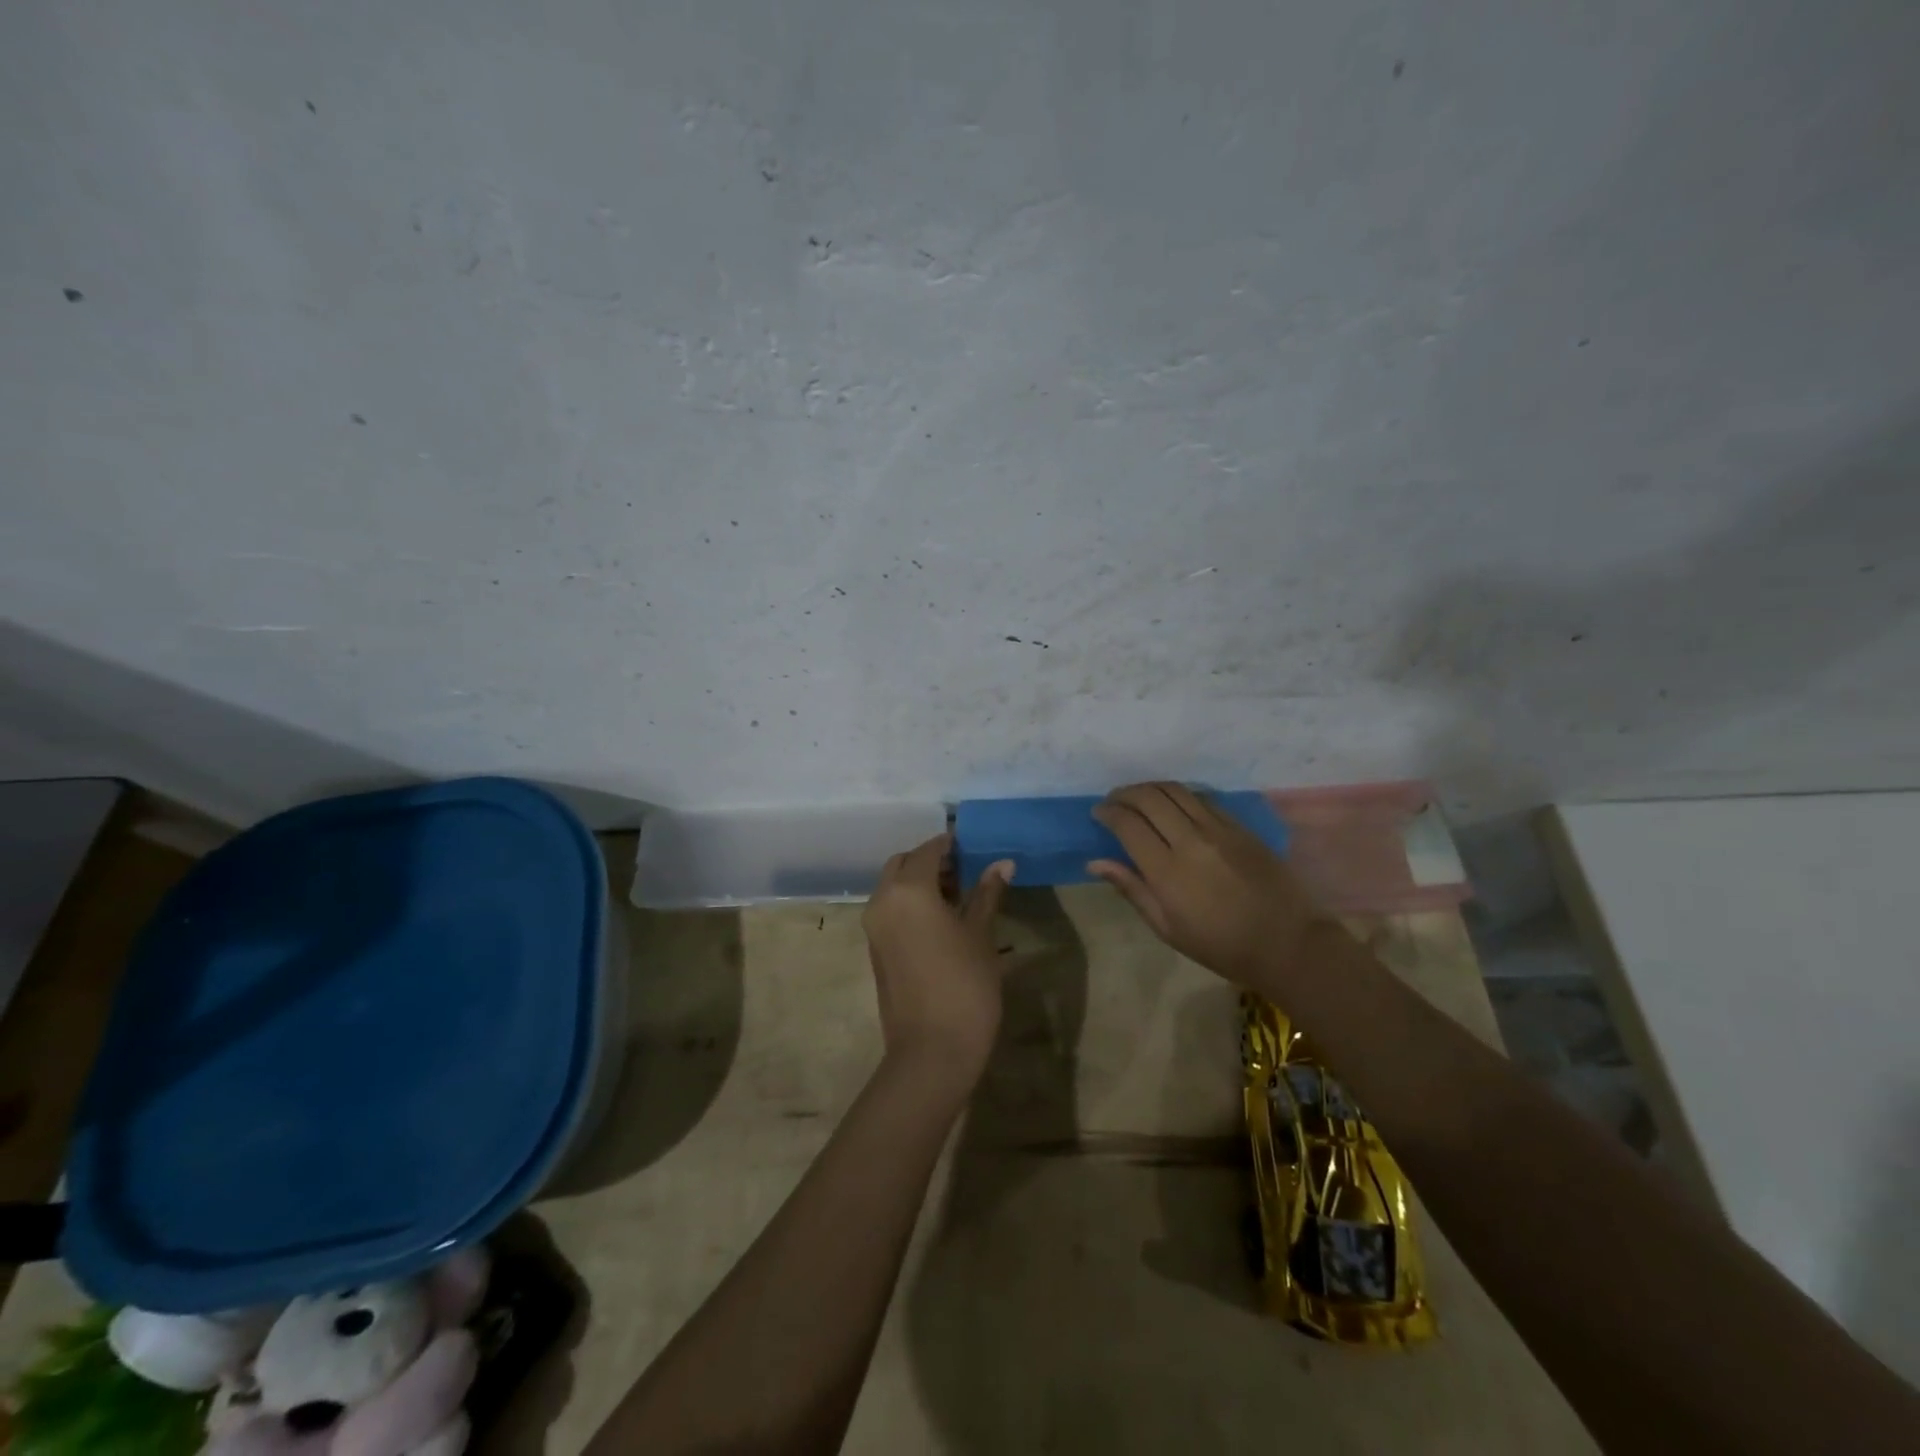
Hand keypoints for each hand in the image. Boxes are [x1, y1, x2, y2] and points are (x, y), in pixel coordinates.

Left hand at [862, 835, 1013, 1092]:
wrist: (932, 1050)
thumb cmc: (965, 985)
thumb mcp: (980, 935)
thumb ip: (987, 894)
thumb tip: (1002, 863)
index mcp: (908, 890)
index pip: (928, 851)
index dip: (950, 844)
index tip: (973, 844)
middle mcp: (882, 900)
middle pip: (903, 864)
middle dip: (931, 861)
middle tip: (965, 871)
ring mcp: (874, 926)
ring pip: (893, 886)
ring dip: (920, 882)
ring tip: (959, 896)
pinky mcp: (875, 948)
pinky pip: (890, 909)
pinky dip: (911, 903)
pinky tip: (942, 919)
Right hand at [1090, 782, 1326, 981]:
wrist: (1288, 943)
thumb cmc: (1221, 946)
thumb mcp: (1168, 928)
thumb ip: (1132, 889)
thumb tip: (1095, 862)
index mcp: (1167, 871)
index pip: (1128, 824)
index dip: (1108, 813)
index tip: (1098, 814)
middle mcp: (1190, 840)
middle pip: (1149, 797)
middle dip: (1125, 793)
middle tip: (1114, 801)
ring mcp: (1218, 829)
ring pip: (1175, 790)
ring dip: (1150, 788)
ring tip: (1139, 797)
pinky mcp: (1240, 826)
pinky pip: (1202, 798)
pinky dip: (1179, 795)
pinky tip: (1173, 805)